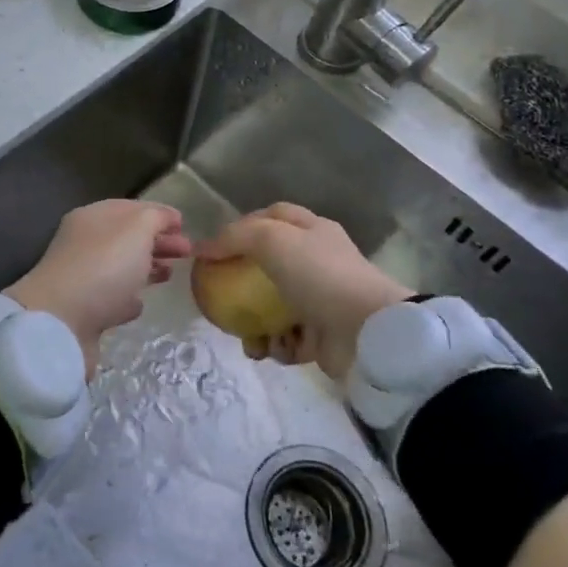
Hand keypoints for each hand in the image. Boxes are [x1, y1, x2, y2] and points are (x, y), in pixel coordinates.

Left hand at [7, 200, 191, 375]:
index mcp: (92, 218)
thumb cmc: (104, 266)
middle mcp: (84, 244)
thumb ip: (155, 218)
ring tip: (170, 275)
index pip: (130, 208)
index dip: (158, 213)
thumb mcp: (137, 229)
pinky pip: (111, 299)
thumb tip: (166, 218)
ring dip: (146, 268)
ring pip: (120, 268)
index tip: (184, 225)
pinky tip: (139, 304)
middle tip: (187, 252)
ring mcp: (82, 279)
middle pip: (127, 238)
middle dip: (157, 242)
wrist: (61, 323)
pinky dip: (127, 299)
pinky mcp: (83, 312)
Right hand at [194, 203, 408, 379]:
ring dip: (255, 324)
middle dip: (243, 283)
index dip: (244, 225)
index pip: (274, 217)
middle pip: (270, 266)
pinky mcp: (323, 336)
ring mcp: (322, 300)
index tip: (218, 245)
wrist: (366, 332)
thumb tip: (202, 249)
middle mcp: (318, 263)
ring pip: (275, 307)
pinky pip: (288, 339)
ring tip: (246, 337)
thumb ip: (234, 238)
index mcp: (312, 232)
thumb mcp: (271, 240)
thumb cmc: (318, 275)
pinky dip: (276, 346)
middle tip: (221, 296)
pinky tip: (269, 350)